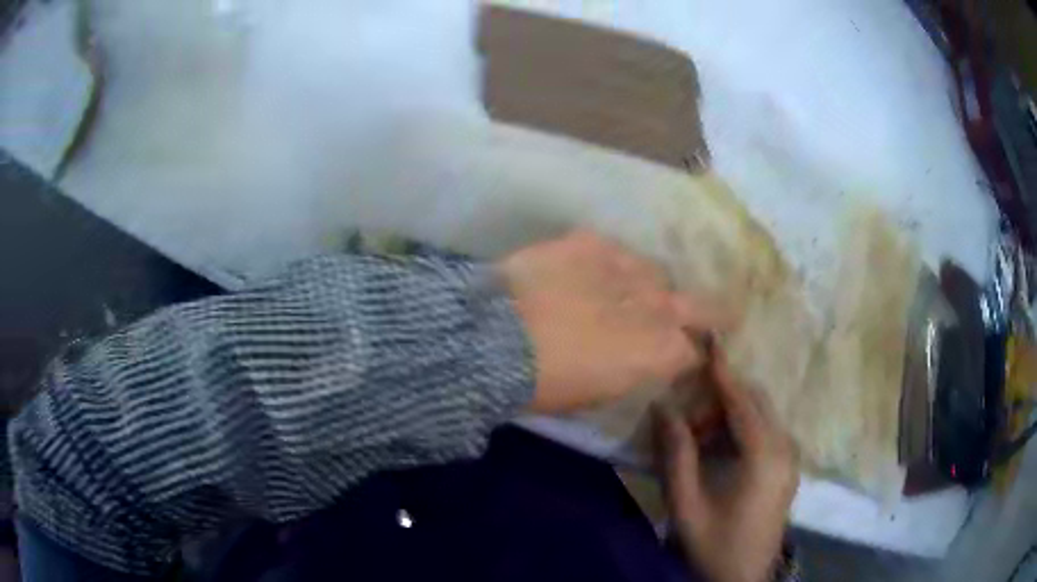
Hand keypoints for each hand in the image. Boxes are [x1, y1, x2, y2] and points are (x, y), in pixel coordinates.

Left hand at [498, 230, 723, 413]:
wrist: (500, 340)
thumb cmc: (548, 385)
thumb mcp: (600, 393)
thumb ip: (631, 372)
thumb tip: (640, 360)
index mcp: (660, 352)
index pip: (691, 352)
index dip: (685, 355)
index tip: (678, 357)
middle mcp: (656, 307)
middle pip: (694, 306)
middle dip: (701, 314)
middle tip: (699, 317)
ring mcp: (626, 269)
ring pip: (655, 273)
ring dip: (648, 286)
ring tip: (629, 292)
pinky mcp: (592, 243)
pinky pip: (615, 251)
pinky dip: (609, 264)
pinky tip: (593, 272)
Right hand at [654, 351, 798, 581]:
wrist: (743, 577)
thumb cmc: (713, 543)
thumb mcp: (686, 503)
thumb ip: (677, 453)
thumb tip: (664, 407)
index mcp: (764, 456)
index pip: (743, 400)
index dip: (724, 370)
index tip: (709, 339)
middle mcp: (785, 449)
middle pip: (756, 402)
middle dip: (724, 394)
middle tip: (689, 408)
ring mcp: (791, 459)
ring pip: (763, 415)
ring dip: (732, 412)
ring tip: (699, 432)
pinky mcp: (788, 468)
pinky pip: (768, 431)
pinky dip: (743, 427)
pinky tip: (720, 446)